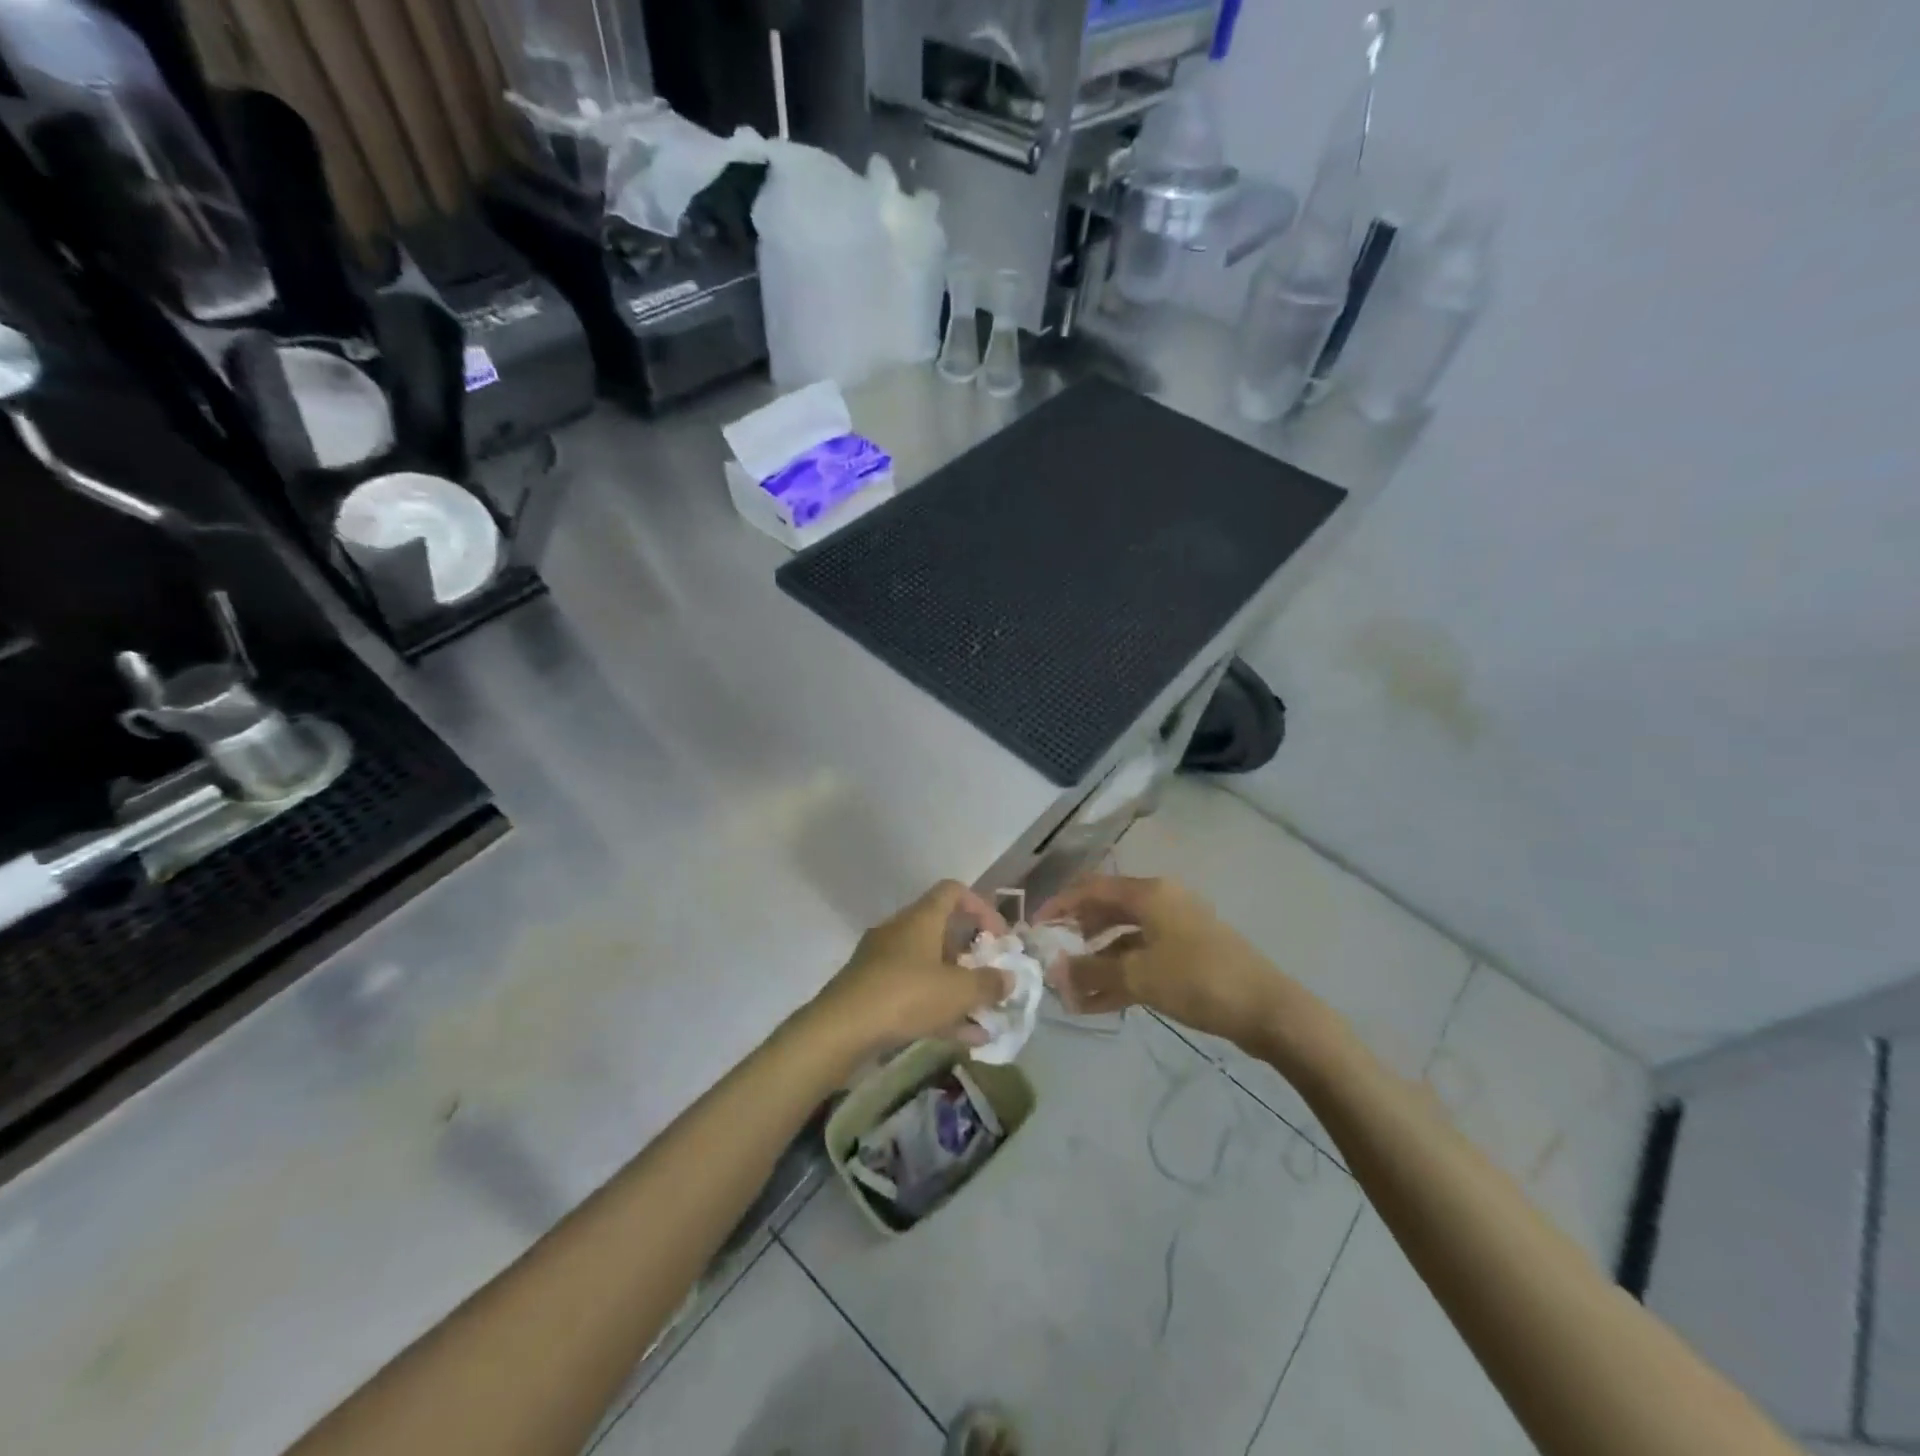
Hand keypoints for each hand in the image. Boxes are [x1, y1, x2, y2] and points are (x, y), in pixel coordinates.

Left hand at [810, 881, 1014, 1057]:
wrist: (841, 1029)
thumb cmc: (905, 995)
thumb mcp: (957, 991)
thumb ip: (988, 983)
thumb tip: (1008, 978)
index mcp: (921, 918)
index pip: (953, 892)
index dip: (981, 907)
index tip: (1000, 936)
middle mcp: (901, 932)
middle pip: (942, 931)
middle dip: (971, 954)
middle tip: (992, 977)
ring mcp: (883, 961)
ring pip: (929, 966)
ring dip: (957, 987)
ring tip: (984, 1014)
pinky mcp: (872, 991)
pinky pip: (914, 993)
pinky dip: (938, 1009)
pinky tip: (963, 1037)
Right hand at [1037, 874, 1310, 1056]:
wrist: (1268, 1009)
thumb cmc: (1198, 979)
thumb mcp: (1138, 975)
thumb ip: (1091, 972)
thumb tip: (1051, 972)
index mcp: (1149, 893)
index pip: (1091, 888)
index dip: (1059, 905)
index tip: (1034, 928)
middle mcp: (1160, 902)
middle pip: (1105, 912)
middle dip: (1075, 936)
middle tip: (1050, 960)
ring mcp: (1175, 930)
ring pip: (1122, 940)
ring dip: (1095, 964)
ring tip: (1068, 991)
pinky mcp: (1186, 956)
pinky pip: (1141, 960)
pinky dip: (1118, 978)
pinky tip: (1095, 1005)